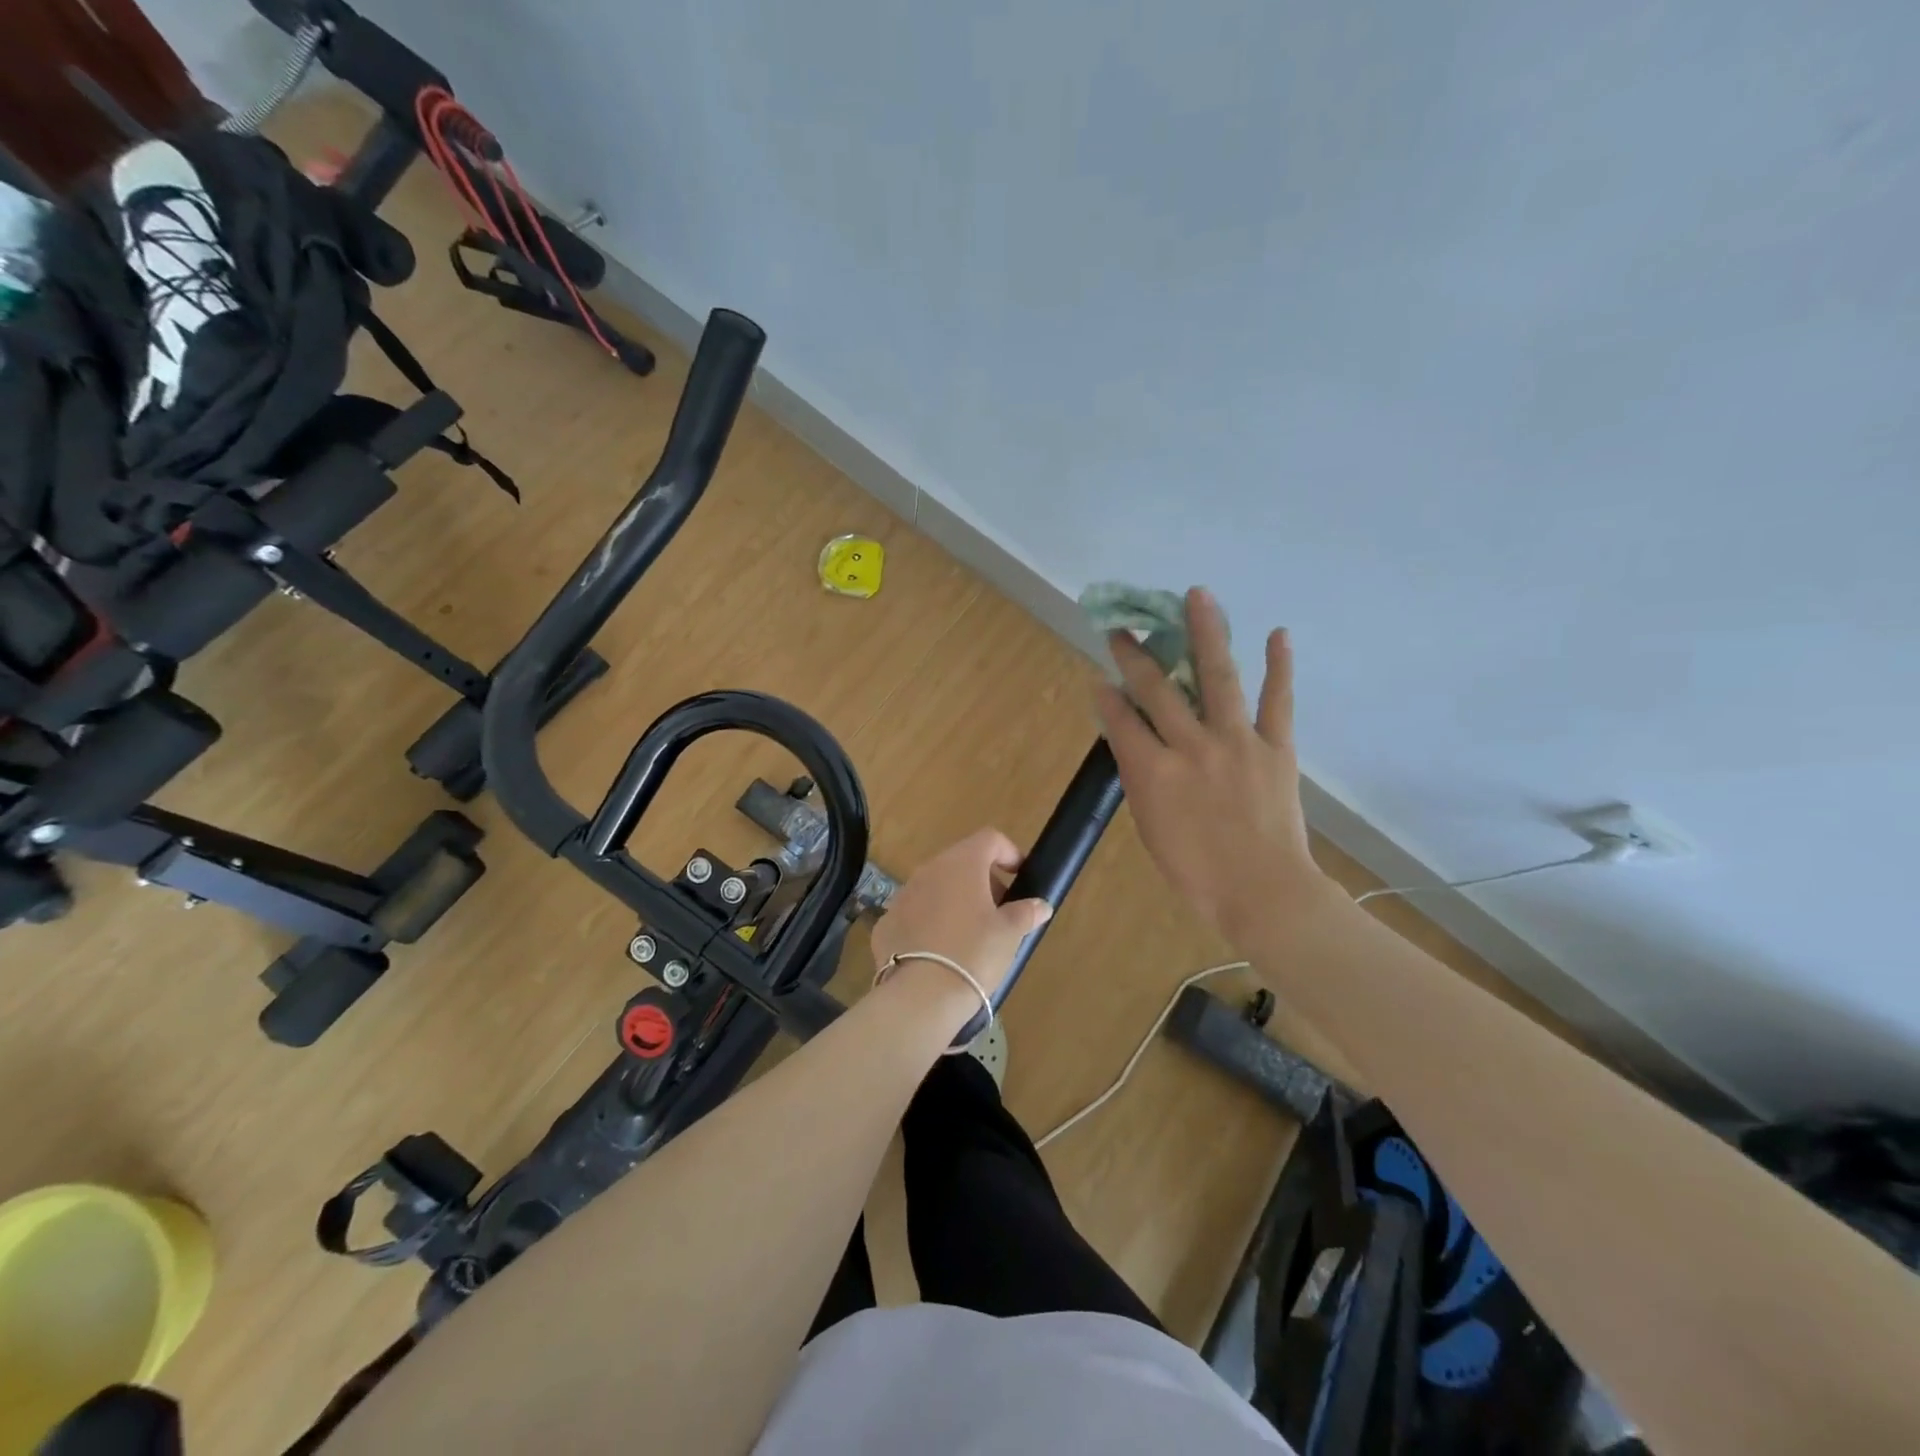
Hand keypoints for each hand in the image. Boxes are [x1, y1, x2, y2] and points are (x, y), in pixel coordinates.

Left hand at [870, 829, 1053, 1033]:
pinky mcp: (887, 922)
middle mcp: (929, 870)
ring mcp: (903, 894)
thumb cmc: (973, 954)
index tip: (1020, 878)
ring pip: (936, 886)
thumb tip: (1040, 905)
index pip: (990, 839)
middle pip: (962, 861)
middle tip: (1000, 912)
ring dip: (956, 900)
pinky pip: (916, 913)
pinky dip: (931, 922)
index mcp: (962, 863)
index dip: (1009, 853)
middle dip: (984, 881)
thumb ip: (1025, 913)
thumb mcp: (1009, 934)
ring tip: (971, 934)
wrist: (919, 996)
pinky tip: (940, 952)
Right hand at [1095, 587, 1334, 944]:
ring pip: (1217, 677)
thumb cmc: (1196, 871)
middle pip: (1157, 689)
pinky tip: (1277, 632)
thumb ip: (1139, 777)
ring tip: (1197, 595)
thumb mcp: (1150, 827)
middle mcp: (1191, 746)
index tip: (1100, 674)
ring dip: (1205, 633)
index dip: (1107, 695)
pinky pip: (1277, 700)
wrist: (1263, 892)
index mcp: (1154, 771)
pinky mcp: (1275, 747)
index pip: (1122, 720)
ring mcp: (1237, 742)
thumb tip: (1130, 737)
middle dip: (1136, 656)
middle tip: (1124, 630)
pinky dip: (1279, 666)